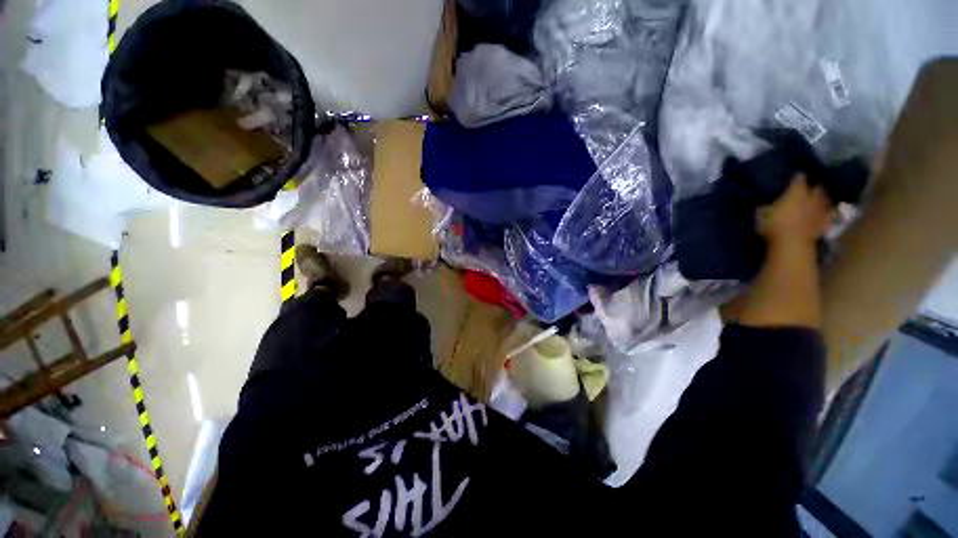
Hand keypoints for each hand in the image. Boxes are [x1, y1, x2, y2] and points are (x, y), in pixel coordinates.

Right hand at [757, 174, 833, 245]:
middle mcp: (811, 198)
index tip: (796, 175)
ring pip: (825, 200)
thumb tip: (764, 203)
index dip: (797, 177)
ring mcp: (820, 211)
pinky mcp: (824, 224)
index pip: (798, 179)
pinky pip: (829, 216)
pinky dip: (828, 214)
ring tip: (820, 199)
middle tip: (811, 187)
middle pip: (816, 188)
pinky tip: (827, 214)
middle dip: (814, 187)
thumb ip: (767, 207)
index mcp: (796, 193)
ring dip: (823, 199)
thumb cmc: (774, 226)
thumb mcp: (762, 215)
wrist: (792, 244)